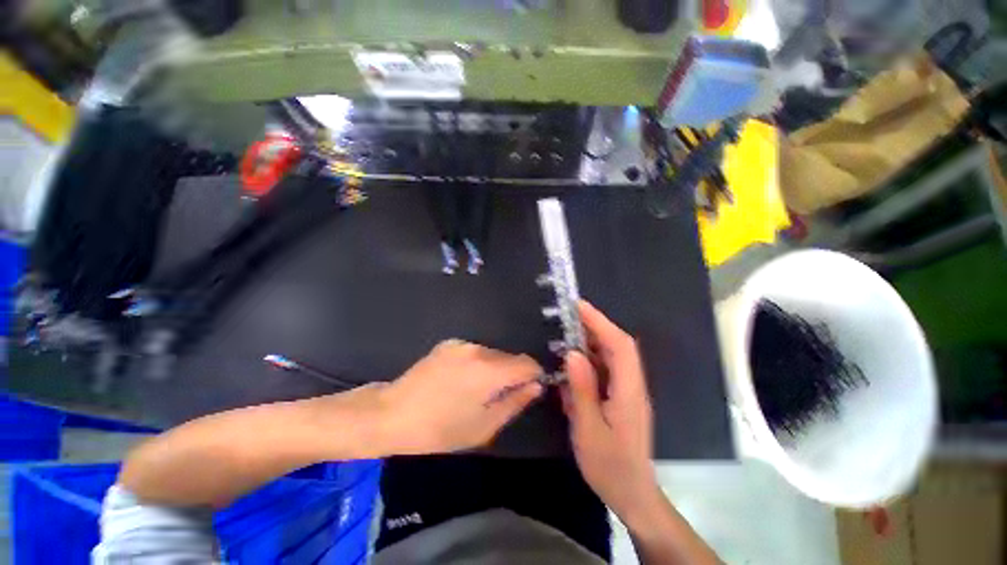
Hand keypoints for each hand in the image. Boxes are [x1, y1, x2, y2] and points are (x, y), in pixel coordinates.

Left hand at [379, 340, 542, 454]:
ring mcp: (461, 344)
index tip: (527, 391)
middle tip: (495, 398)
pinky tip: (458, 381)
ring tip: (473, 391)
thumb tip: (535, 386)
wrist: (392, 414)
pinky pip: (474, 352)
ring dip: (493, 370)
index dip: (533, 376)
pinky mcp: (448, 343)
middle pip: (510, 358)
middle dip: (511, 375)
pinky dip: (476, 364)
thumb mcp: (483, 427)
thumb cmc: (440, 429)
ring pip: (492, 354)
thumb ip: (515, 403)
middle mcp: (478, 350)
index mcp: (490, 370)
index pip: (528, 363)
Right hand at [561, 301, 657, 518]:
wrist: (632, 493)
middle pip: (618, 346)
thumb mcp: (589, 429)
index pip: (620, 346)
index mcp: (628, 391)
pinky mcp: (621, 396)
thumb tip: (572, 353)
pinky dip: (591, 357)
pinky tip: (574, 360)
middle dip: (595, 325)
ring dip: (592, 340)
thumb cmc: (610, 466)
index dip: (601, 322)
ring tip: (568, 332)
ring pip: (612, 355)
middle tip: (569, 315)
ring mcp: (628, 390)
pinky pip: (607, 368)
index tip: (579, 306)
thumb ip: (582, 390)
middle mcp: (632, 385)